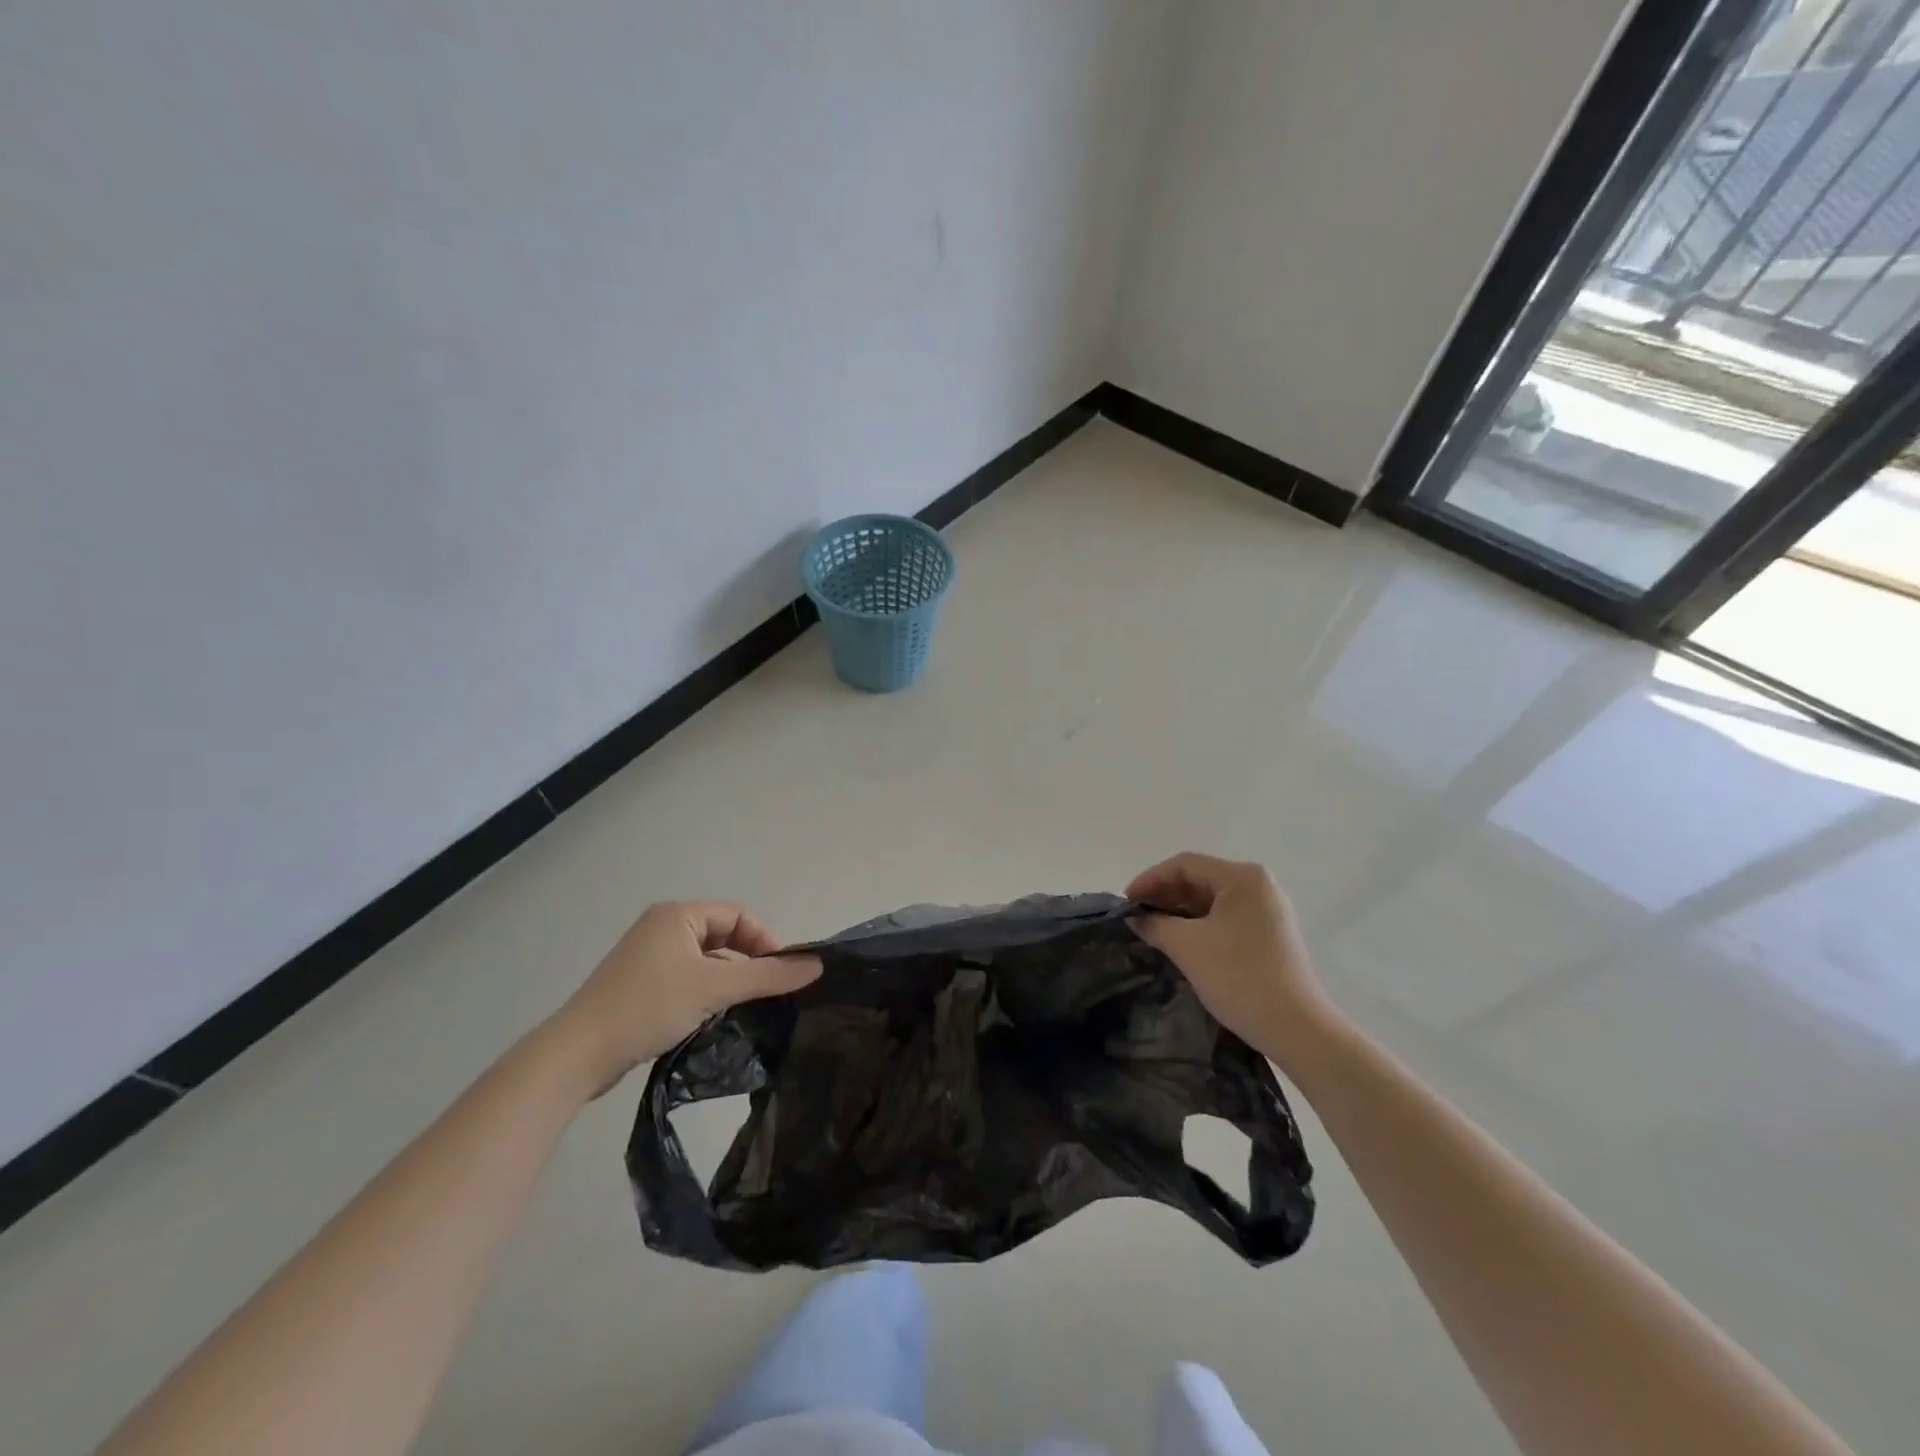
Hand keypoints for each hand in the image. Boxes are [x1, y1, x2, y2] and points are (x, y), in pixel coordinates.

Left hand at [551, 902, 820, 1095]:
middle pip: (723, 936)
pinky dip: (706, 992)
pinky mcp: (639, 985)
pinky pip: (687, 978)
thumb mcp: (715, 988)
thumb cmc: (648, 1006)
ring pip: (705, 960)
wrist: (577, 1054)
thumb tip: (816, 966)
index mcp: (677, 914)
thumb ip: (768, 976)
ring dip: (728, 979)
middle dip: (748, 961)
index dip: (765, 940)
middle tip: (767, 992)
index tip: (782, 973)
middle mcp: (662, 927)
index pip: (738, 915)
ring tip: (745, 1008)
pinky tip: (714, 1017)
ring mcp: (647, 957)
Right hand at [1127, 853, 1334, 1069]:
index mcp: (1243, 877)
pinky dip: (1199, 924)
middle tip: (1135, 916)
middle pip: (1200, 878)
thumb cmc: (1239, 977)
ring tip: (1151, 929)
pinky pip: (1225, 917)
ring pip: (1212, 899)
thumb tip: (1135, 918)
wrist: (1296, 1029)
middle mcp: (1259, 885)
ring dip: (1179, 911)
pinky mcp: (1270, 934)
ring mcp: (1268, 910)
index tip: (1125, 902)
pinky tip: (1179, 940)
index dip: (1150, 879)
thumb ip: (1155, 924)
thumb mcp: (1187, 947)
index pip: (1185, 864)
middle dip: (1164, 895)